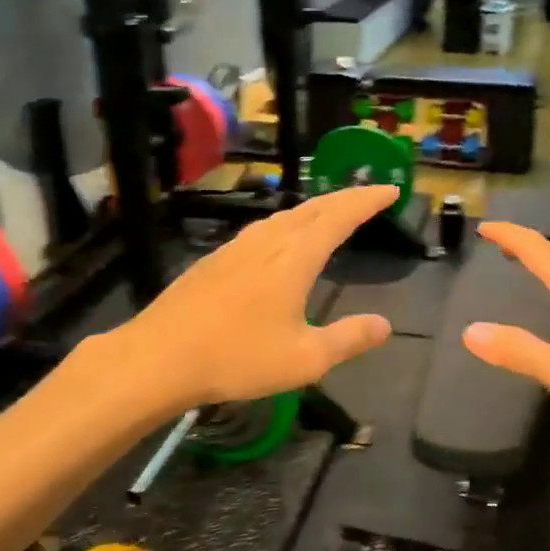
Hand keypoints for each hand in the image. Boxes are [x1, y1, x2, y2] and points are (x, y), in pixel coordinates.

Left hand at [119, 186, 396, 405]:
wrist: (158, 357)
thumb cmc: (237, 358)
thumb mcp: (304, 359)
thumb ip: (348, 339)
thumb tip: (384, 325)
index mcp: (295, 257)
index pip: (341, 216)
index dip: (368, 201)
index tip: (392, 191)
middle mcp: (268, 241)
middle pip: (314, 208)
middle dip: (346, 198)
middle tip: (370, 196)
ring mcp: (238, 247)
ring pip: (285, 216)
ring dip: (315, 210)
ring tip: (331, 215)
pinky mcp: (215, 259)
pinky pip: (264, 229)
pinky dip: (288, 224)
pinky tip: (280, 241)